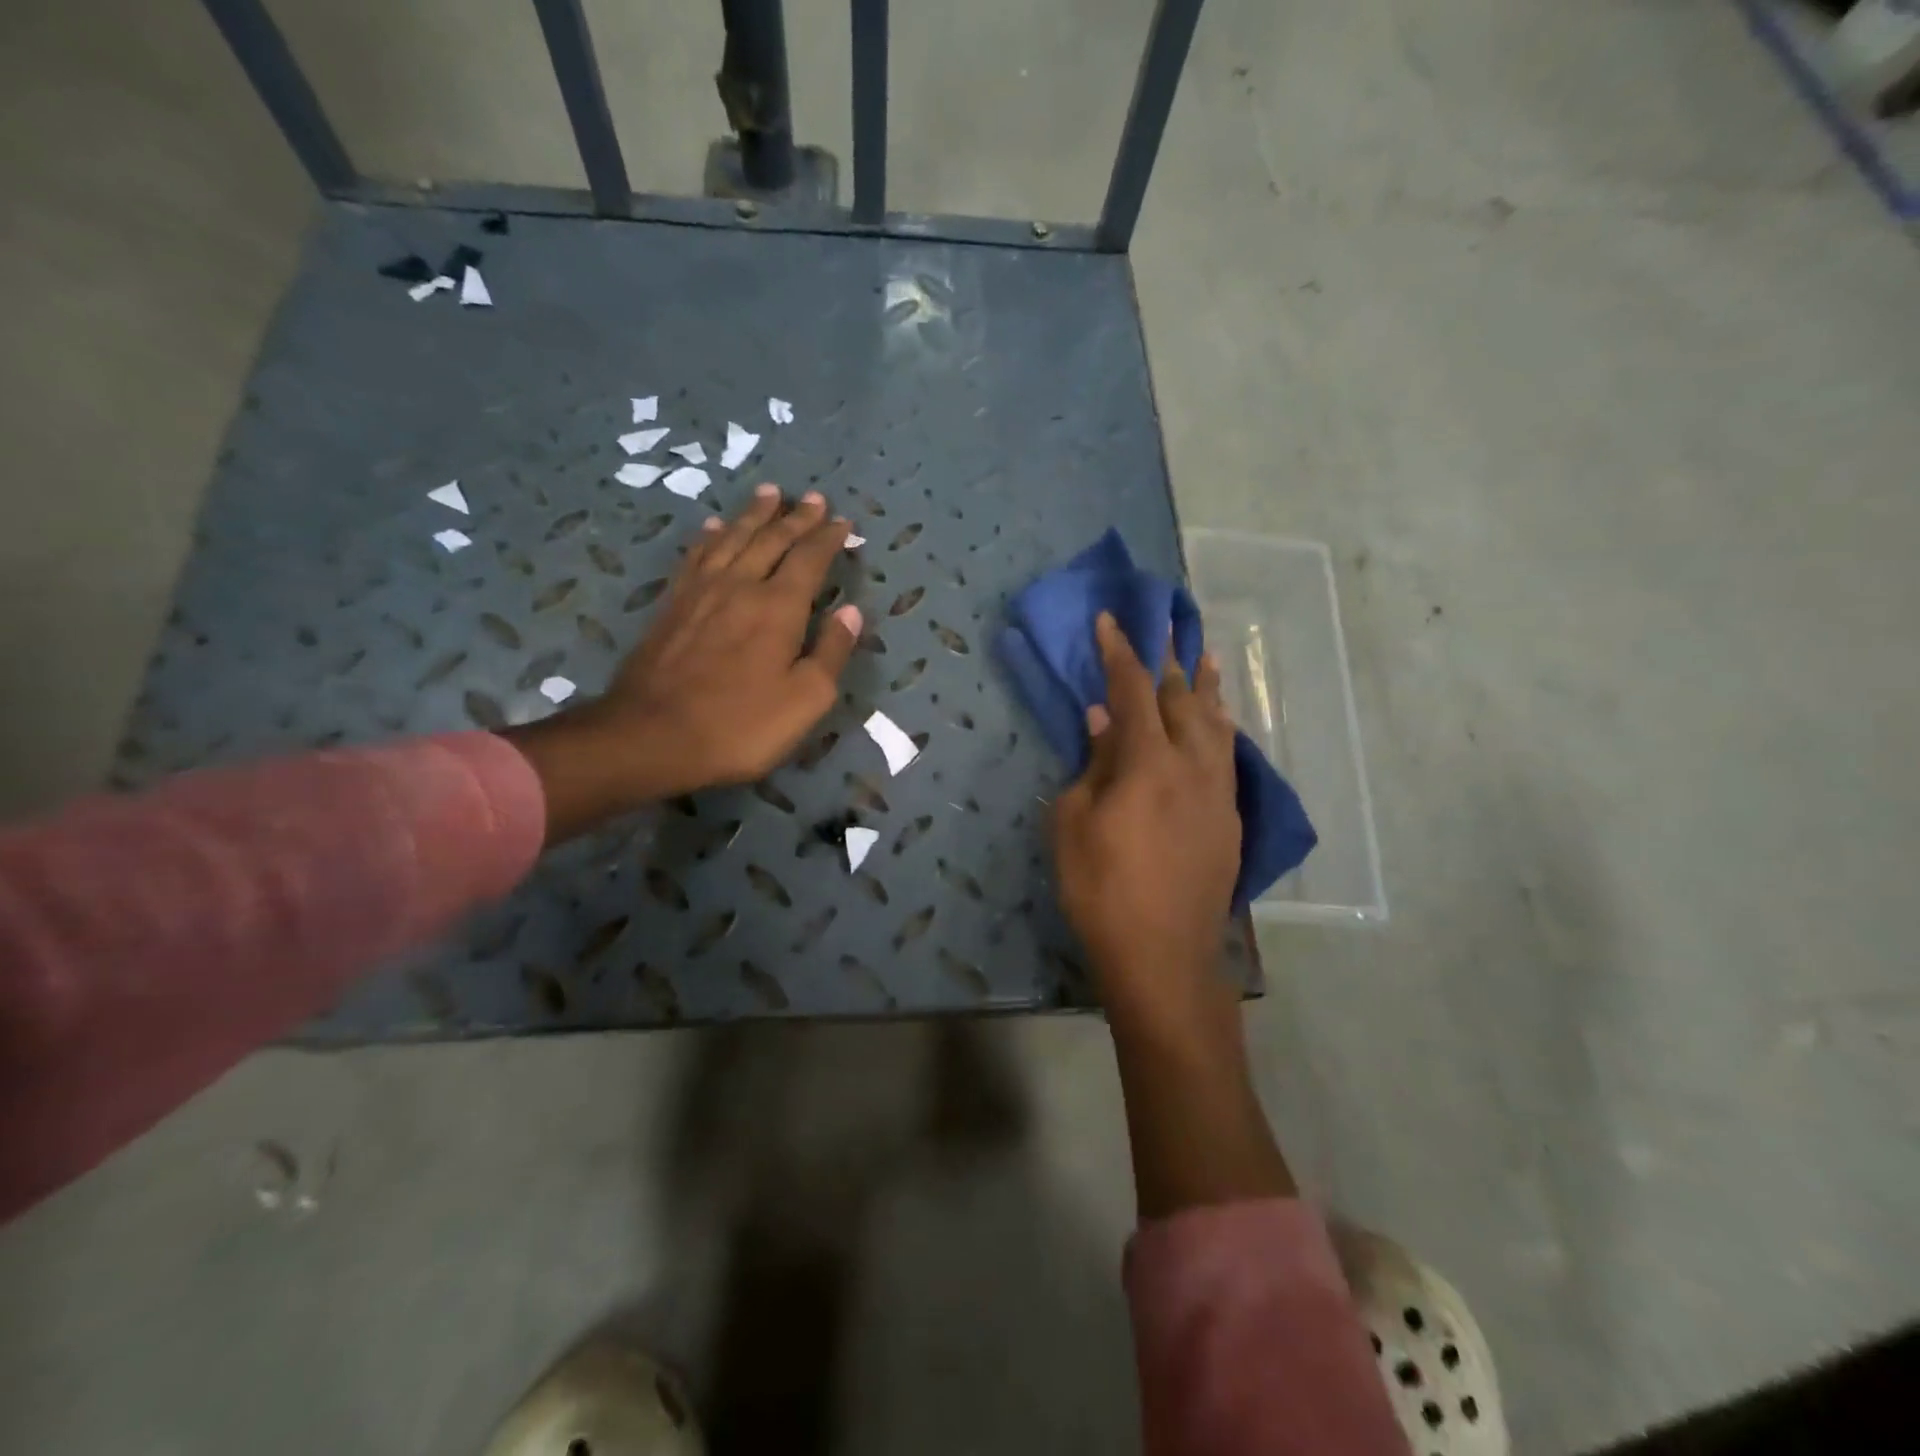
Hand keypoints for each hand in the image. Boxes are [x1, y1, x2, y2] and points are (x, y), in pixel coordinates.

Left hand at [510, 486, 860, 840]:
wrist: (653, 735)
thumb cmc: (741, 724)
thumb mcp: (806, 699)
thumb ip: (831, 651)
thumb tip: (852, 611)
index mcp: (779, 607)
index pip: (810, 559)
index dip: (828, 538)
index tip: (843, 521)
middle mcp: (741, 585)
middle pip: (772, 539)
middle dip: (796, 517)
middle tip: (813, 497)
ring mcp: (701, 591)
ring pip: (733, 538)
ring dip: (754, 514)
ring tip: (769, 493)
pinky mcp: (672, 604)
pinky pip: (696, 556)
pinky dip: (710, 537)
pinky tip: (714, 527)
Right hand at [1053, 613, 1239, 1022]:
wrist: (1163, 955)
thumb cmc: (1102, 889)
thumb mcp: (1073, 824)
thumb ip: (1092, 764)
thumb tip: (1104, 719)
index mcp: (1148, 762)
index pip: (1133, 690)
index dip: (1120, 653)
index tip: (1111, 620)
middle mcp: (1192, 765)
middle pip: (1182, 699)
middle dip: (1168, 661)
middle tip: (1163, 627)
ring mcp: (1218, 792)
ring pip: (1216, 724)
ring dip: (1206, 688)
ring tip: (1205, 658)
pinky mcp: (1230, 819)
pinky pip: (1227, 756)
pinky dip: (1221, 729)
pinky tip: (1220, 724)